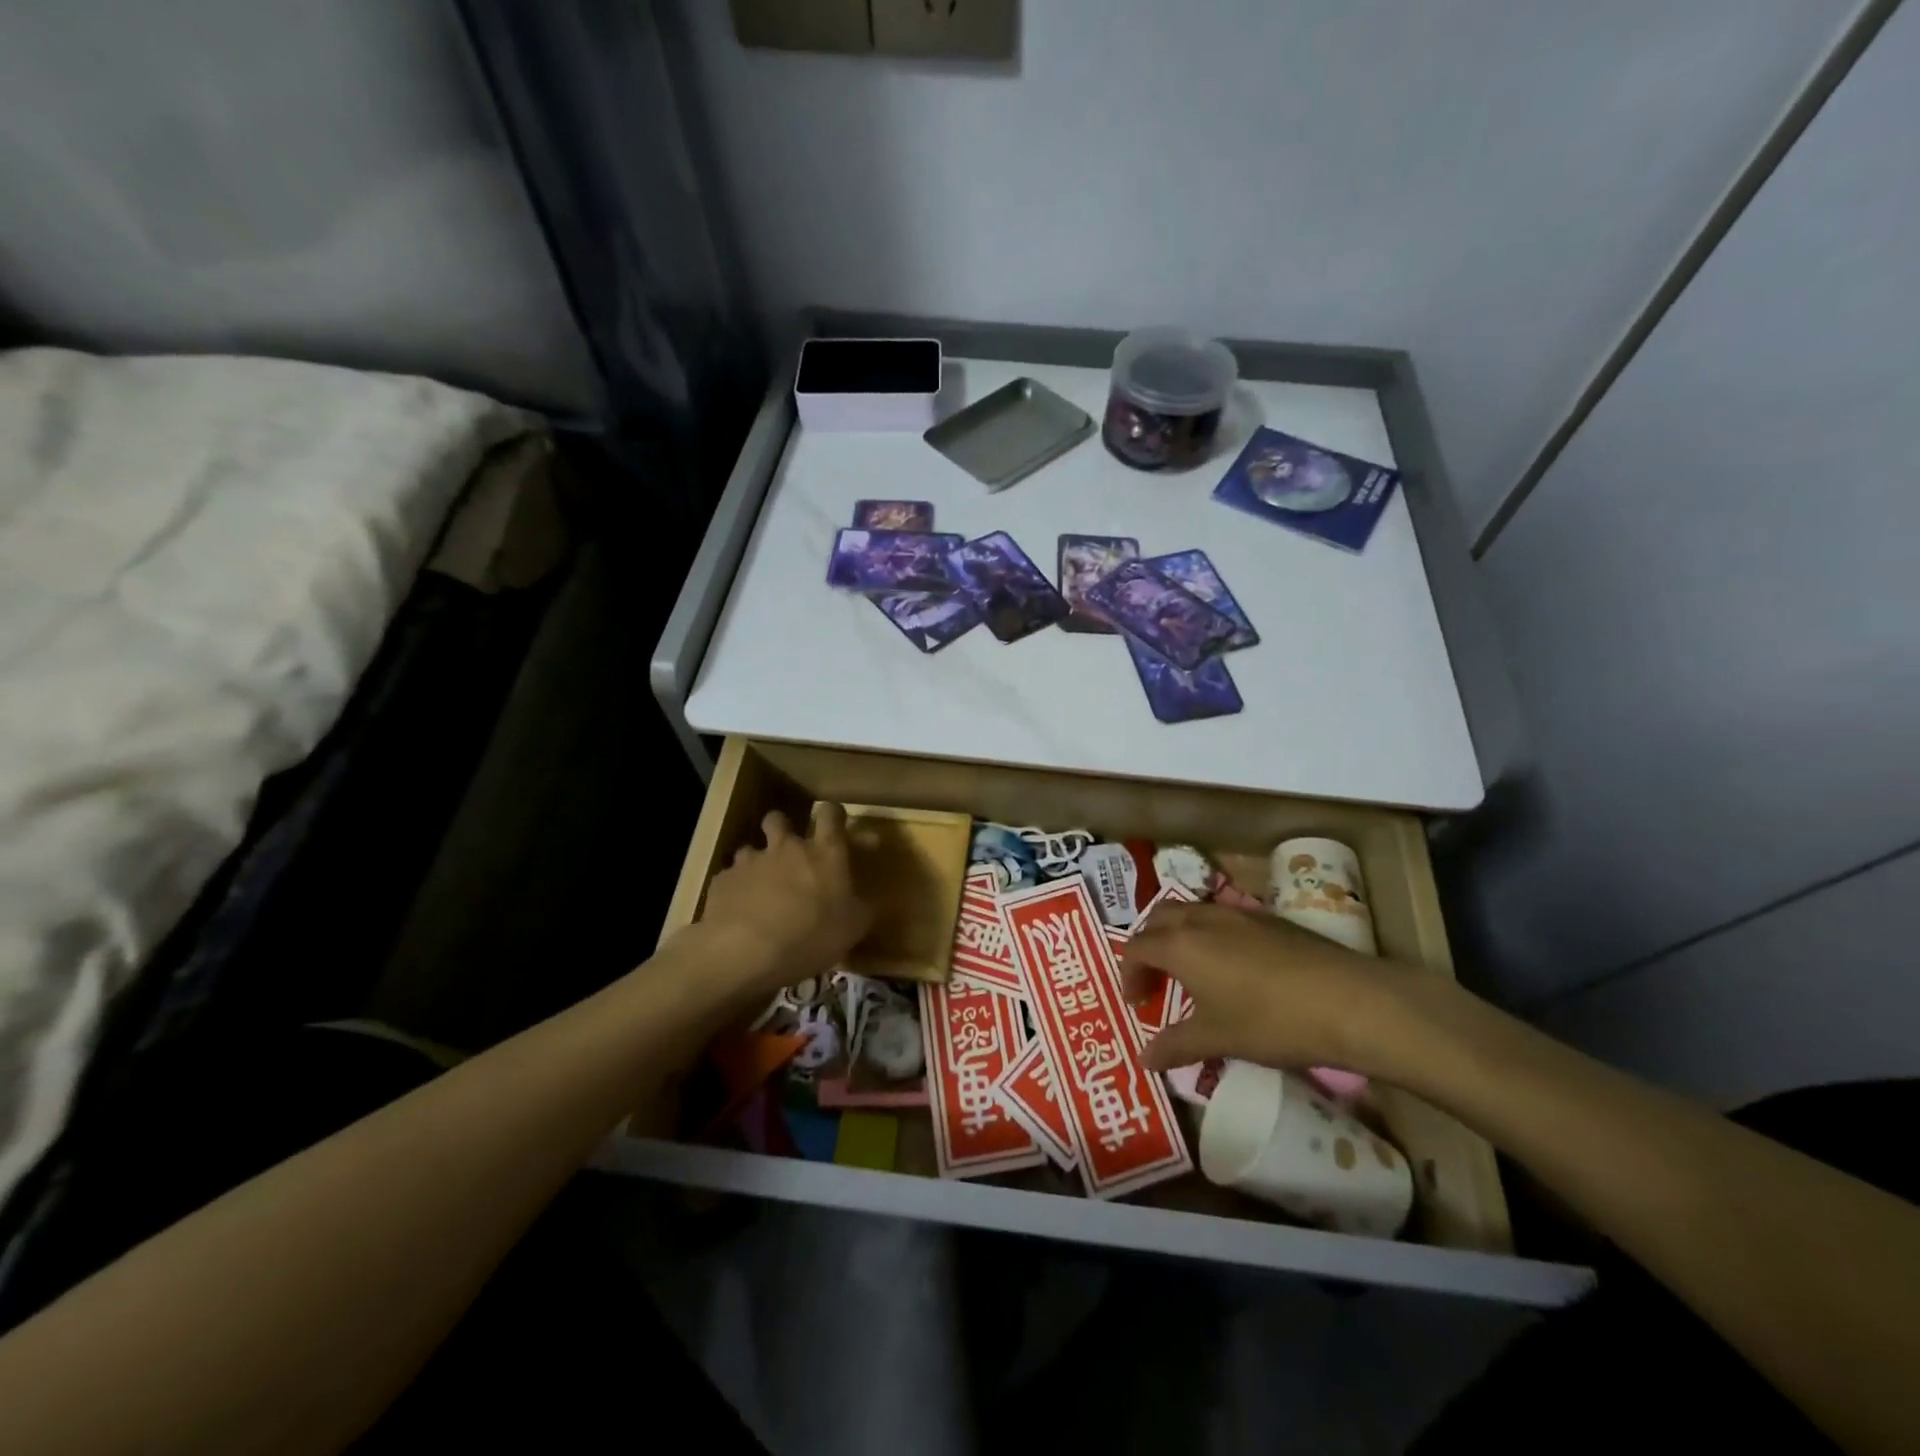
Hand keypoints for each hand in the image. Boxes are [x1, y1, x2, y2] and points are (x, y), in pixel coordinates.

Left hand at [694, 803, 872, 996]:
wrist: (744, 951)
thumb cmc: (810, 935)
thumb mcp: (852, 928)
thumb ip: (862, 908)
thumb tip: (868, 902)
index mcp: (825, 852)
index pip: (831, 814)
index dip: (834, 816)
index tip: (837, 826)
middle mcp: (787, 847)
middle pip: (780, 819)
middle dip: (782, 828)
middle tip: (788, 852)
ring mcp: (751, 861)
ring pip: (751, 848)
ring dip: (757, 862)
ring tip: (760, 888)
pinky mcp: (723, 881)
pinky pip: (731, 878)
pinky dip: (737, 890)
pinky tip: (738, 912)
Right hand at [1119, 901, 1431, 1077]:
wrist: (1347, 1000)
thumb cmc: (1270, 1020)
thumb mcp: (1217, 1039)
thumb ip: (1175, 1046)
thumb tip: (1143, 1060)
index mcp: (1180, 945)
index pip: (1136, 948)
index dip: (1128, 974)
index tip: (1135, 1003)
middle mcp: (1201, 919)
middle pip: (1158, 919)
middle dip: (1148, 946)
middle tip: (1154, 979)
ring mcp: (1236, 912)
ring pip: (1191, 911)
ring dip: (1177, 934)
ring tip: (1189, 970)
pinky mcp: (1267, 917)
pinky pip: (1221, 916)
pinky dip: (1208, 933)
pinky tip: (1232, 965)